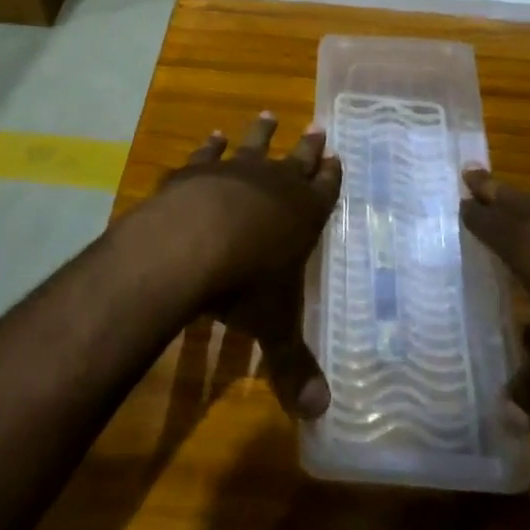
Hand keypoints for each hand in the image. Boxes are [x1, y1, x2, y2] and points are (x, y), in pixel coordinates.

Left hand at [154, 114, 341, 420]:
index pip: (325, 191)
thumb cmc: (245, 284)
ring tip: (268, 115)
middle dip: (308, 148)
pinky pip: (209, 154)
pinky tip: (214, 135)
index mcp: (303, 216)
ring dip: (262, 134)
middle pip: (297, 161)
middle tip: (318, 128)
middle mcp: (274, 186)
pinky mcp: (197, 171)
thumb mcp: (273, 328)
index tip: (338, 156)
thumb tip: (319, 414)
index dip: (332, 177)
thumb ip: (292, 366)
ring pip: (255, 147)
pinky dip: (212, 145)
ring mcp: (235, 172)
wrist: (191, 243)